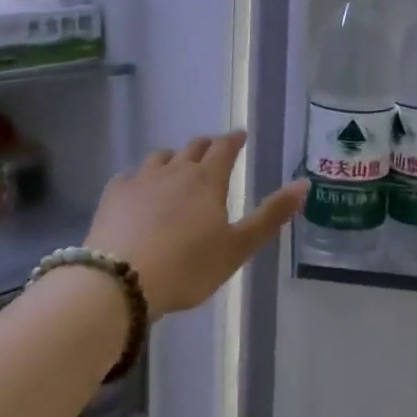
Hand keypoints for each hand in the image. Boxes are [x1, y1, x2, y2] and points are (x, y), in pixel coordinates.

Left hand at [85, 132, 306, 318]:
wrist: (120, 281)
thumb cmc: (187, 267)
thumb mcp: (238, 248)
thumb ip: (270, 216)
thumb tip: (303, 184)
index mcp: (207, 181)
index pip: (224, 148)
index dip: (234, 140)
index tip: (240, 135)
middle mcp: (174, 171)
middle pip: (193, 148)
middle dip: (206, 146)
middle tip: (213, 150)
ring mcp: (140, 180)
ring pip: (159, 157)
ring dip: (173, 158)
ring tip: (176, 167)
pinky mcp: (112, 195)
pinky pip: (129, 176)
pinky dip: (139, 178)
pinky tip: (138, 191)